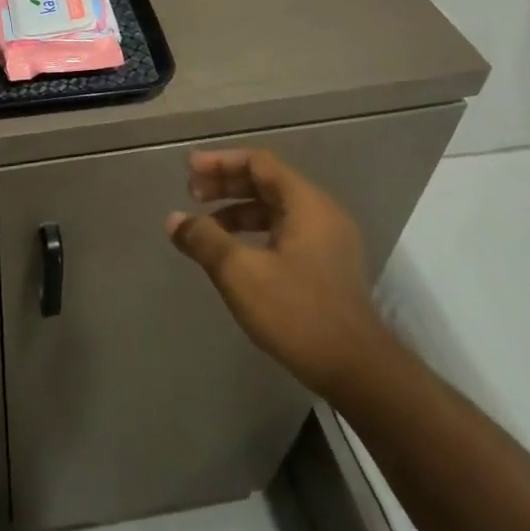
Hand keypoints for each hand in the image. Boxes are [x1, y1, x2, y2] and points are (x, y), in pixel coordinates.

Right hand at [165, 148, 385, 396]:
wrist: (354, 368)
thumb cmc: (296, 312)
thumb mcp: (240, 273)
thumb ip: (204, 239)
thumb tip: (174, 219)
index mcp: (307, 205)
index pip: (260, 163)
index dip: (221, 162)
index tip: (188, 171)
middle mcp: (321, 214)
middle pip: (268, 183)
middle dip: (226, 184)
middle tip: (190, 194)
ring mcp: (327, 241)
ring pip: (275, 209)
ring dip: (237, 210)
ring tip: (204, 225)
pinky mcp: (324, 266)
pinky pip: (283, 232)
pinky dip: (252, 231)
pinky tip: (231, 252)